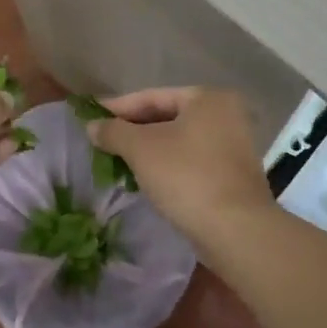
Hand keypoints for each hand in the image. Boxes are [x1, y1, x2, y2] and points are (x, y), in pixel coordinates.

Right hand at [87, 87, 273, 242]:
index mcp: (208, 98)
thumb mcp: (140, 149)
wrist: (236, 231)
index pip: (152, 96)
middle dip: (132, 131)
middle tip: (102, 141)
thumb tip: (92, 126)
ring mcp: (233, 146)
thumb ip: (113, 131)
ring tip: (117, 161)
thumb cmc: (187, 176)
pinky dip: (166, 166)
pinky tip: (145, 179)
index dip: (117, 108)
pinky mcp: (232, 175)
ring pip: (178, 141)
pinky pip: (190, 161)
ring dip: (148, 150)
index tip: (91, 117)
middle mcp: (226, 115)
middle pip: (166, 117)